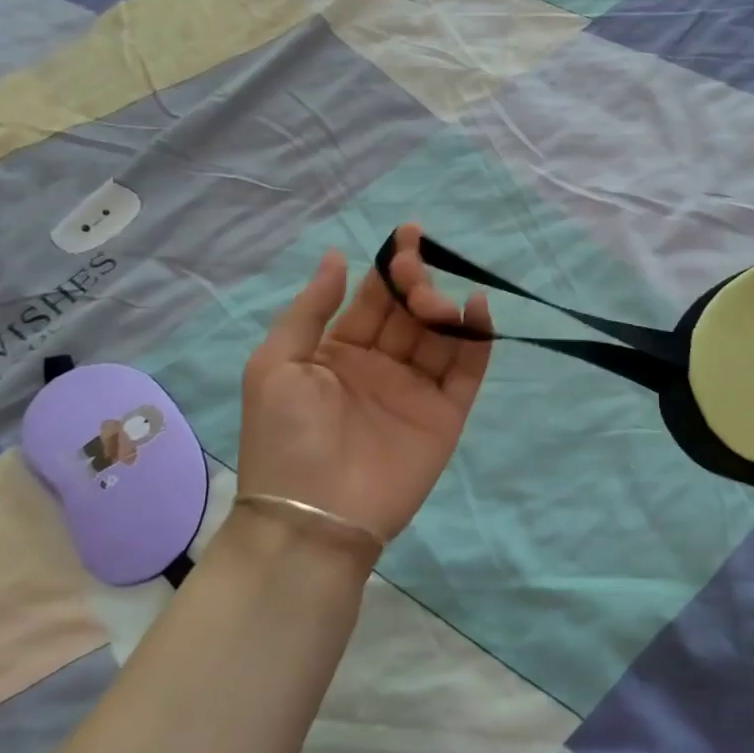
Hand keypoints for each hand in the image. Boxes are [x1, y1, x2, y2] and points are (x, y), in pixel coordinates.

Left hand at [233, 225, 491, 550]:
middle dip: (417, 284)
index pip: (373, 299)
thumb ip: (310, 309)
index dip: (390, 267)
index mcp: (340, 352)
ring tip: (436, 303)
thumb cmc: (285, 437)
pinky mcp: (446, 414)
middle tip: (416, 275)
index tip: (408, 236)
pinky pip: (467, 370)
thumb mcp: (276, 364)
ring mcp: (416, 390)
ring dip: (444, 308)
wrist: (312, 517)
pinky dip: (477, 339)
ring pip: (440, 335)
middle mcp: (382, 365)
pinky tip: (477, 310)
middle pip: (410, 312)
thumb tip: (337, 256)